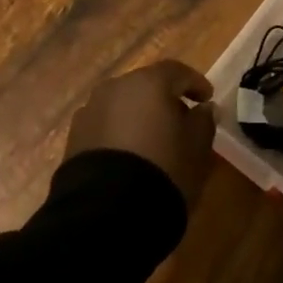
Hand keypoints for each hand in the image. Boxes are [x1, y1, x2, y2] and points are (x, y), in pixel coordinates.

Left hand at [63, 60, 218, 207]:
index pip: (177, 71)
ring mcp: (90, 110)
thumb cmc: (163, 169)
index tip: (207, 99)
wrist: (108, 211)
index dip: (195, 83)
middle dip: (164, 99)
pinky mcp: (75, 137)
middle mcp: (116, 87)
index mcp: (148, 82)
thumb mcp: (197, 147)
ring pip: (123, 105)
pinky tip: (129, 155)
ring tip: (153, 141)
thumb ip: (204, 121)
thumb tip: (204, 108)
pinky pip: (105, 126)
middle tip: (181, 120)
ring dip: (139, 116)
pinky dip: (120, 133)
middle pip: (146, 85)